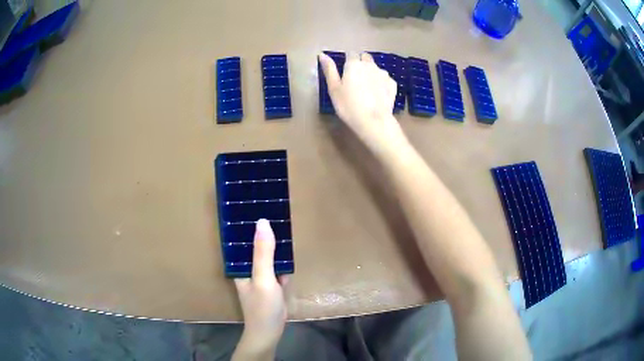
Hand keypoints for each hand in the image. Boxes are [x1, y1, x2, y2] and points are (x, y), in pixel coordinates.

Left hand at [232, 219, 288, 359]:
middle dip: (262, 229)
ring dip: (273, 242)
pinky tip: (288, 246)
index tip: (253, 202)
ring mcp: (260, 275)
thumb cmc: (262, 306)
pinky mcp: (271, 282)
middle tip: (272, 206)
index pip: (239, 238)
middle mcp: (247, 267)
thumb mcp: (263, 278)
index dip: (245, 222)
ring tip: (281, 219)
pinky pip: (276, 265)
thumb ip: (263, 252)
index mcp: (239, 264)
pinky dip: (282, 258)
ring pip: (267, 254)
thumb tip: (262, 221)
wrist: (270, 331)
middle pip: (254, 244)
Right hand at [318, 52, 408, 151]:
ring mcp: (383, 74)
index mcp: (354, 64)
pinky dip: (382, 83)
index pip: (350, 53)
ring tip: (367, 89)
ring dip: (371, 73)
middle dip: (361, 63)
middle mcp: (370, 65)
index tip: (345, 71)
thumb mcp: (334, 89)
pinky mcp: (393, 84)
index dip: (347, 60)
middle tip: (355, 79)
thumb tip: (322, 54)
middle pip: (365, 58)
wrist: (374, 121)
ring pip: (376, 68)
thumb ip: (329, 70)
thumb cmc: (349, 105)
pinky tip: (378, 95)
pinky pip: (385, 79)